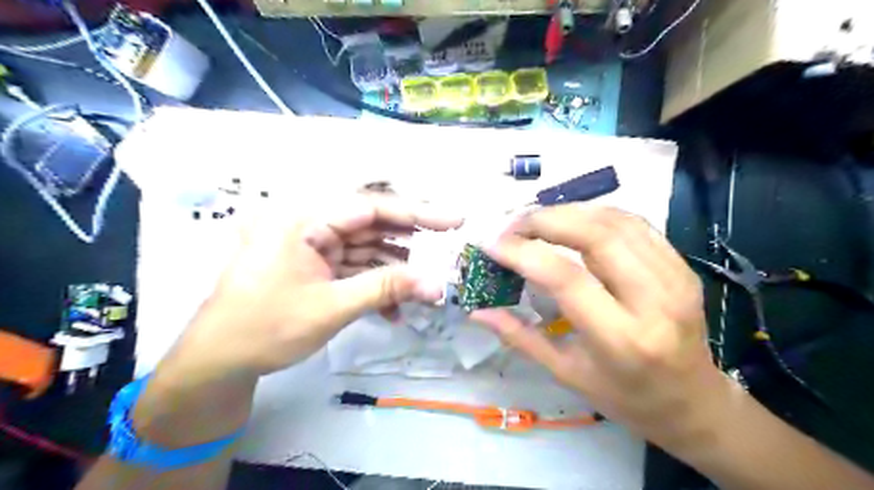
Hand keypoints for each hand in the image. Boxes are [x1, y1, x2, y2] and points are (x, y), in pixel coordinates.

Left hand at [167, 194, 459, 376]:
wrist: (219, 362)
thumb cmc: (267, 327)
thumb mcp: (332, 307)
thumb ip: (386, 288)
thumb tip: (437, 285)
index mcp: (305, 219)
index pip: (373, 208)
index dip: (418, 214)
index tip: (454, 221)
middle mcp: (311, 225)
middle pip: (373, 226)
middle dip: (411, 244)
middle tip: (447, 253)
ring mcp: (313, 247)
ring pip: (367, 249)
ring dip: (396, 270)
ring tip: (426, 288)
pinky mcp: (316, 267)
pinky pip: (354, 268)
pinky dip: (376, 285)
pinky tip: (395, 309)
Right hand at [471, 205, 723, 448]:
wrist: (694, 402)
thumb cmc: (626, 398)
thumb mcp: (567, 374)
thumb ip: (520, 337)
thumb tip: (478, 311)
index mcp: (623, 339)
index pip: (567, 278)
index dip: (524, 253)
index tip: (492, 242)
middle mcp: (655, 301)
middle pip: (596, 236)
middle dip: (545, 220)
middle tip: (510, 223)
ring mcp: (675, 277)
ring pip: (615, 221)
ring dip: (568, 211)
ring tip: (534, 219)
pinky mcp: (682, 266)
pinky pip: (634, 223)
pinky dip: (595, 214)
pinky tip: (571, 220)